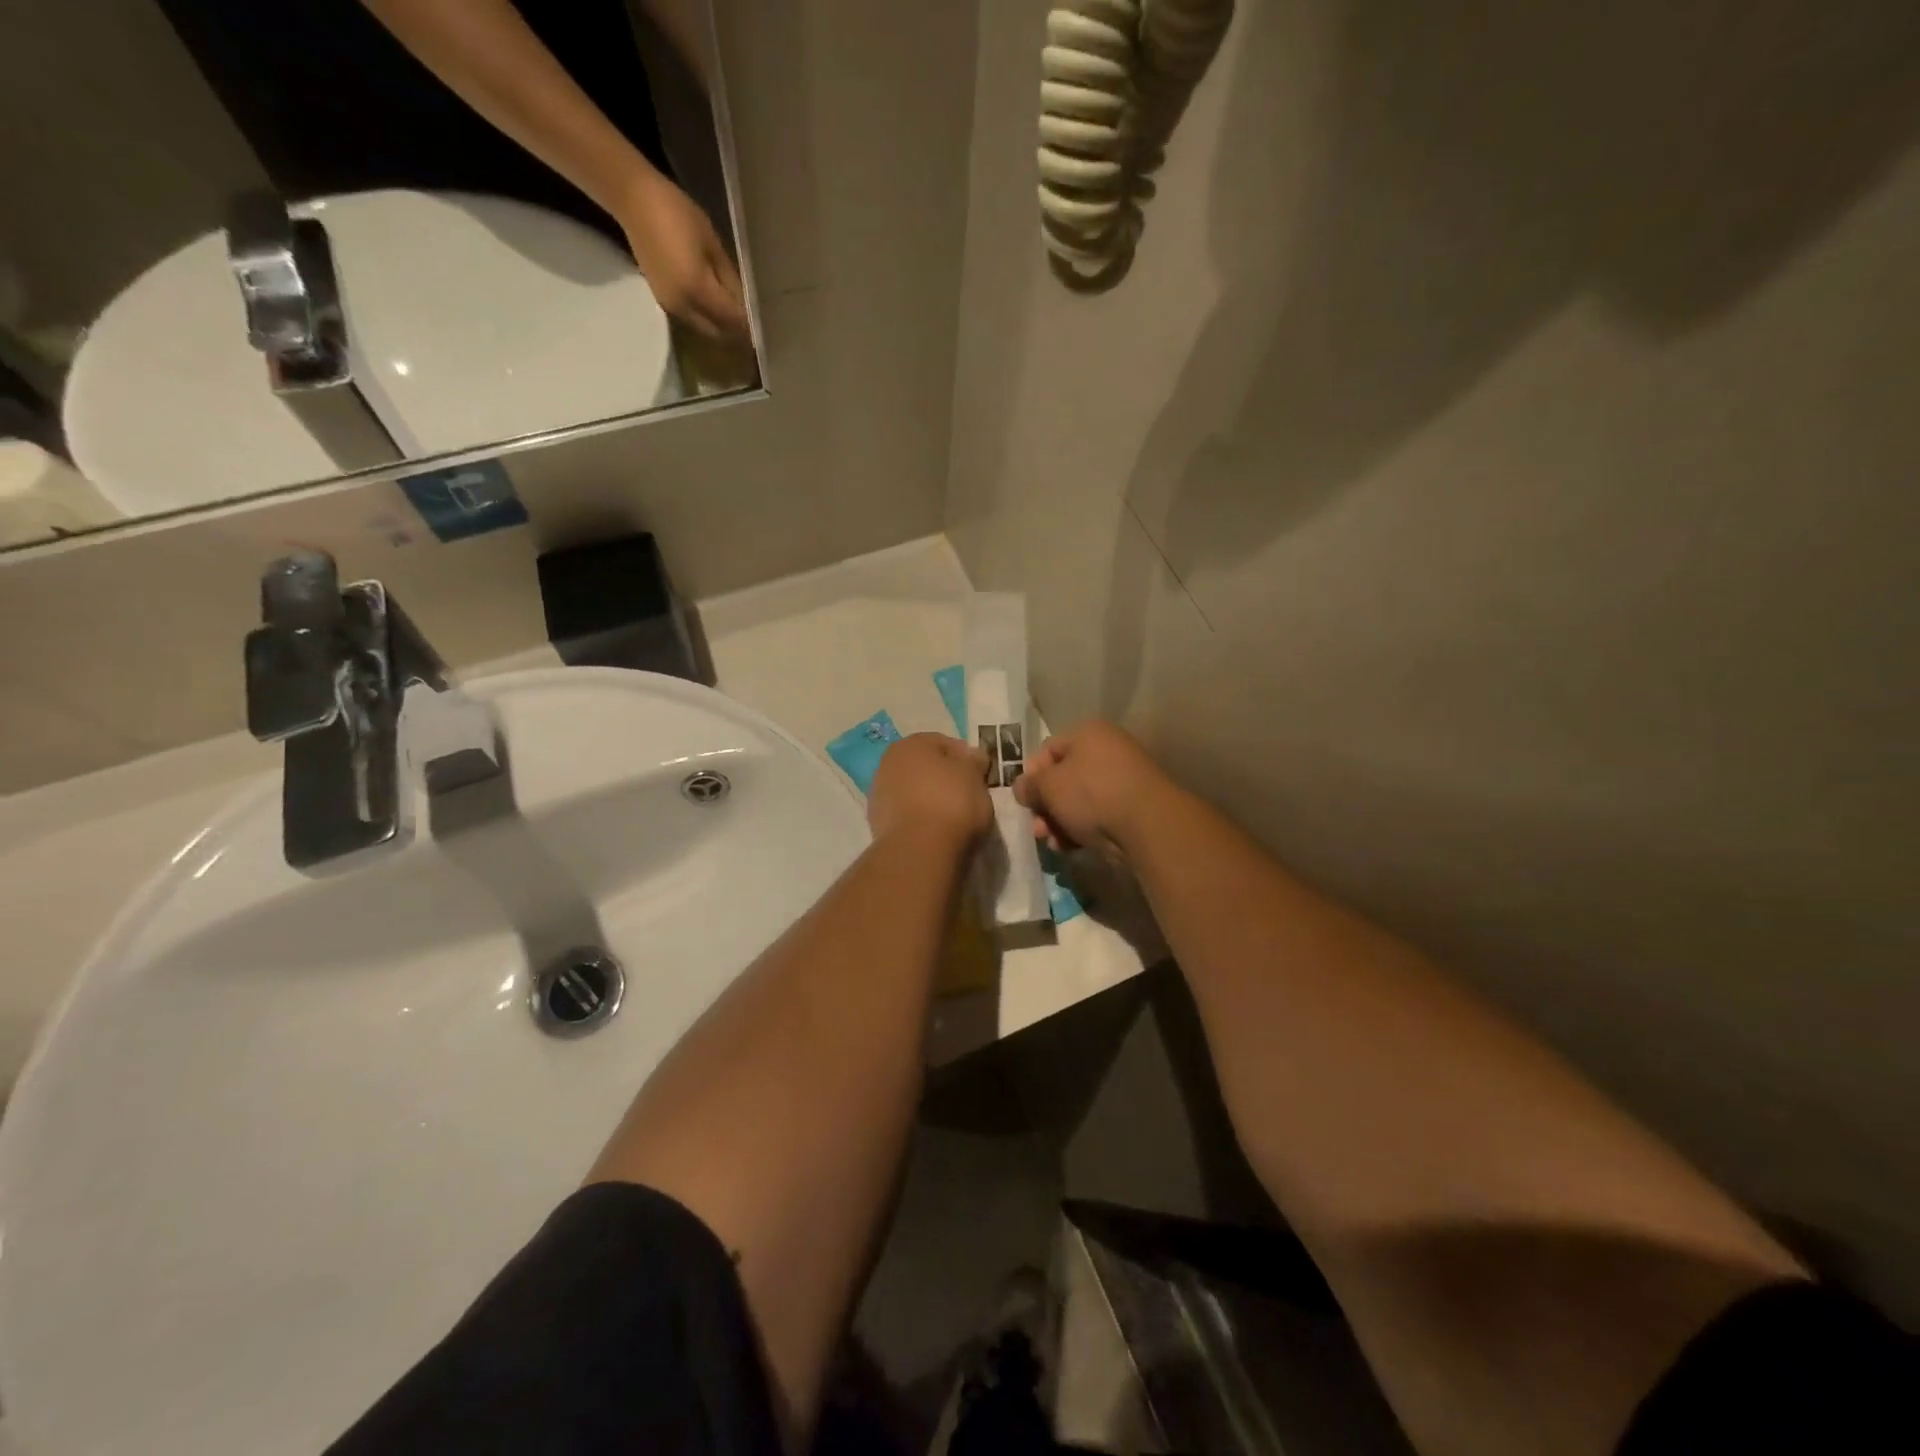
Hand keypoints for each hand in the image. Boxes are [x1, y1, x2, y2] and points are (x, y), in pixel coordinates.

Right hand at [618, 170, 748, 340]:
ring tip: (736, 315)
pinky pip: (692, 319)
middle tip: (752, 322)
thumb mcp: (712, 244)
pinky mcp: (663, 301)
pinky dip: (707, 318)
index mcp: (698, 290)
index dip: (749, 325)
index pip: (732, 319)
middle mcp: (684, 307)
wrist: (633, 200)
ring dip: (721, 327)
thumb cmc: (676, 213)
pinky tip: (716, 306)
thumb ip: (730, 279)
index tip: (764, 326)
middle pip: (719, 332)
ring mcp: (671, 307)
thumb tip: (746, 304)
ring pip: (705, 329)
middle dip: (737, 331)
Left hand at [867, 734, 992, 851]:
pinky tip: (935, 831)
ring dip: (929, 799)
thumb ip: (973, 761)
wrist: (920, 849)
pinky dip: (919, 818)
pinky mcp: (876, 824)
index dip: (966, 758)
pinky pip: (906, 814)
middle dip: (944, 778)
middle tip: (967, 795)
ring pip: (913, 791)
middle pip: (925, 767)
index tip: (980, 775)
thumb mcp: (975, 775)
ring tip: (952, 817)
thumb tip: (972, 757)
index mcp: (910, 744)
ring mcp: (879, 794)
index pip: (944, 743)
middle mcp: (887, 763)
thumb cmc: (952, 802)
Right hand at [1013, 720, 1169, 855]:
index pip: (1047, 750)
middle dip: (1045, 806)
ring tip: (1051, 842)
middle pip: (1063, 778)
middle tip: (1036, 827)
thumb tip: (1022, 788)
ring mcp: (1122, 780)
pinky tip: (1069, 847)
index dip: (1031, 775)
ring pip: (1078, 800)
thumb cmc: (1091, 794)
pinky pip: (1097, 815)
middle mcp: (1107, 751)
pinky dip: (1080, 829)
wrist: (1147, 825)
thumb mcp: (1048, 787)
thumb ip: (1029, 786)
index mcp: (1088, 734)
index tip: (1024, 799)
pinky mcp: (1132, 808)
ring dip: (1059, 822)